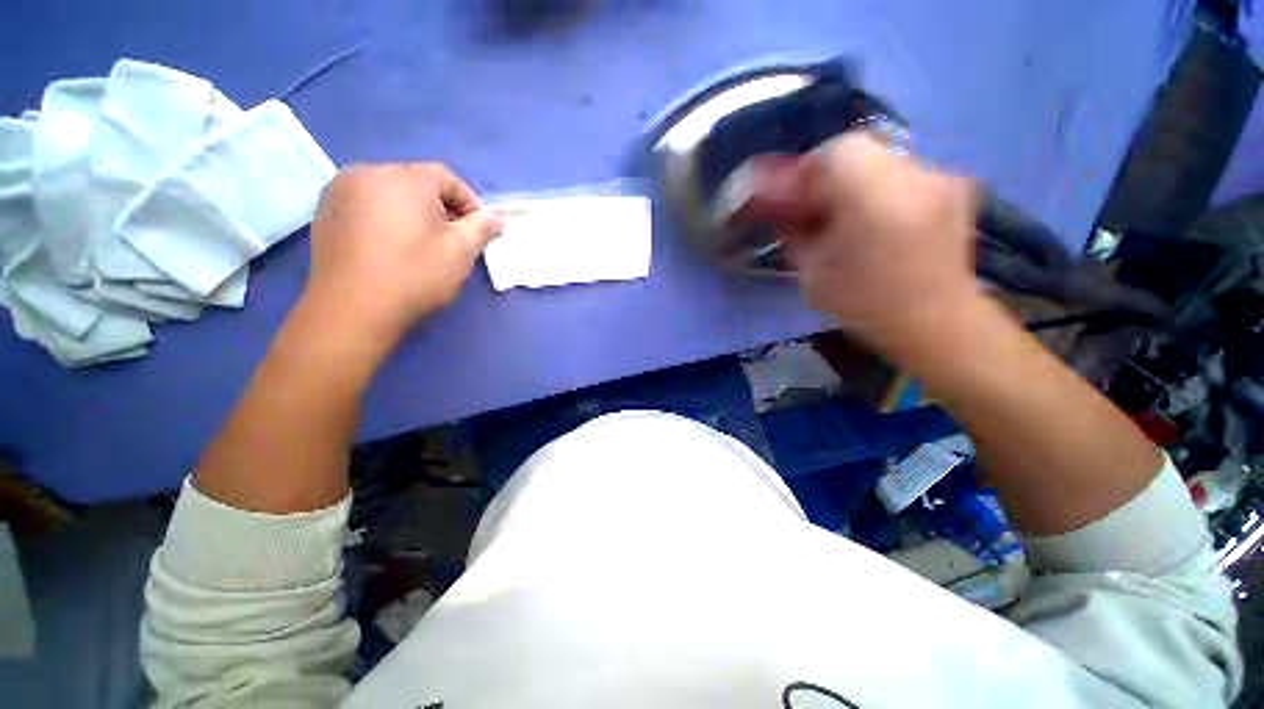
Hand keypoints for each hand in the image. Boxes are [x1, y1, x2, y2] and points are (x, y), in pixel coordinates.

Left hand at [302, 163, 502, 344]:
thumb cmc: (414, 274)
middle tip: (452, 239)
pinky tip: (391, 248)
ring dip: (411, 213)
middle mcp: (366, 173)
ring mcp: (339, 192)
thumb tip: (496, 217)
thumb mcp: (461, 251)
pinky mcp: (324, 213)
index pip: (446, 178)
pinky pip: (366, 206)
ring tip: (421, 244)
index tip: (478, 230)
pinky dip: (385, 219)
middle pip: (416, 183)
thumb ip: (482, 228)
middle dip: (440, 208)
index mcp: (403, 178)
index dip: (469, 202)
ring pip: (389, 194)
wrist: (353, 309)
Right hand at [787, 134, 981, 351]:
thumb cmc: (865, 305)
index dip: (805, 170)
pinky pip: (904, 174)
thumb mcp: (812, 273)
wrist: (937, 325)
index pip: (833, 151)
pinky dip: (881, 189)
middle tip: (814, 205)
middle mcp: (914, 175)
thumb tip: (781, 210)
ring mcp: (941, 178)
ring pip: (881, 161)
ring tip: (845, 214)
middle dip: (828, 175)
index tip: (792, 197)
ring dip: (854, 181)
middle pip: (858, 150)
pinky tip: (876, 218)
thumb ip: (794, 233)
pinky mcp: (955, 189)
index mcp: (874, 197)